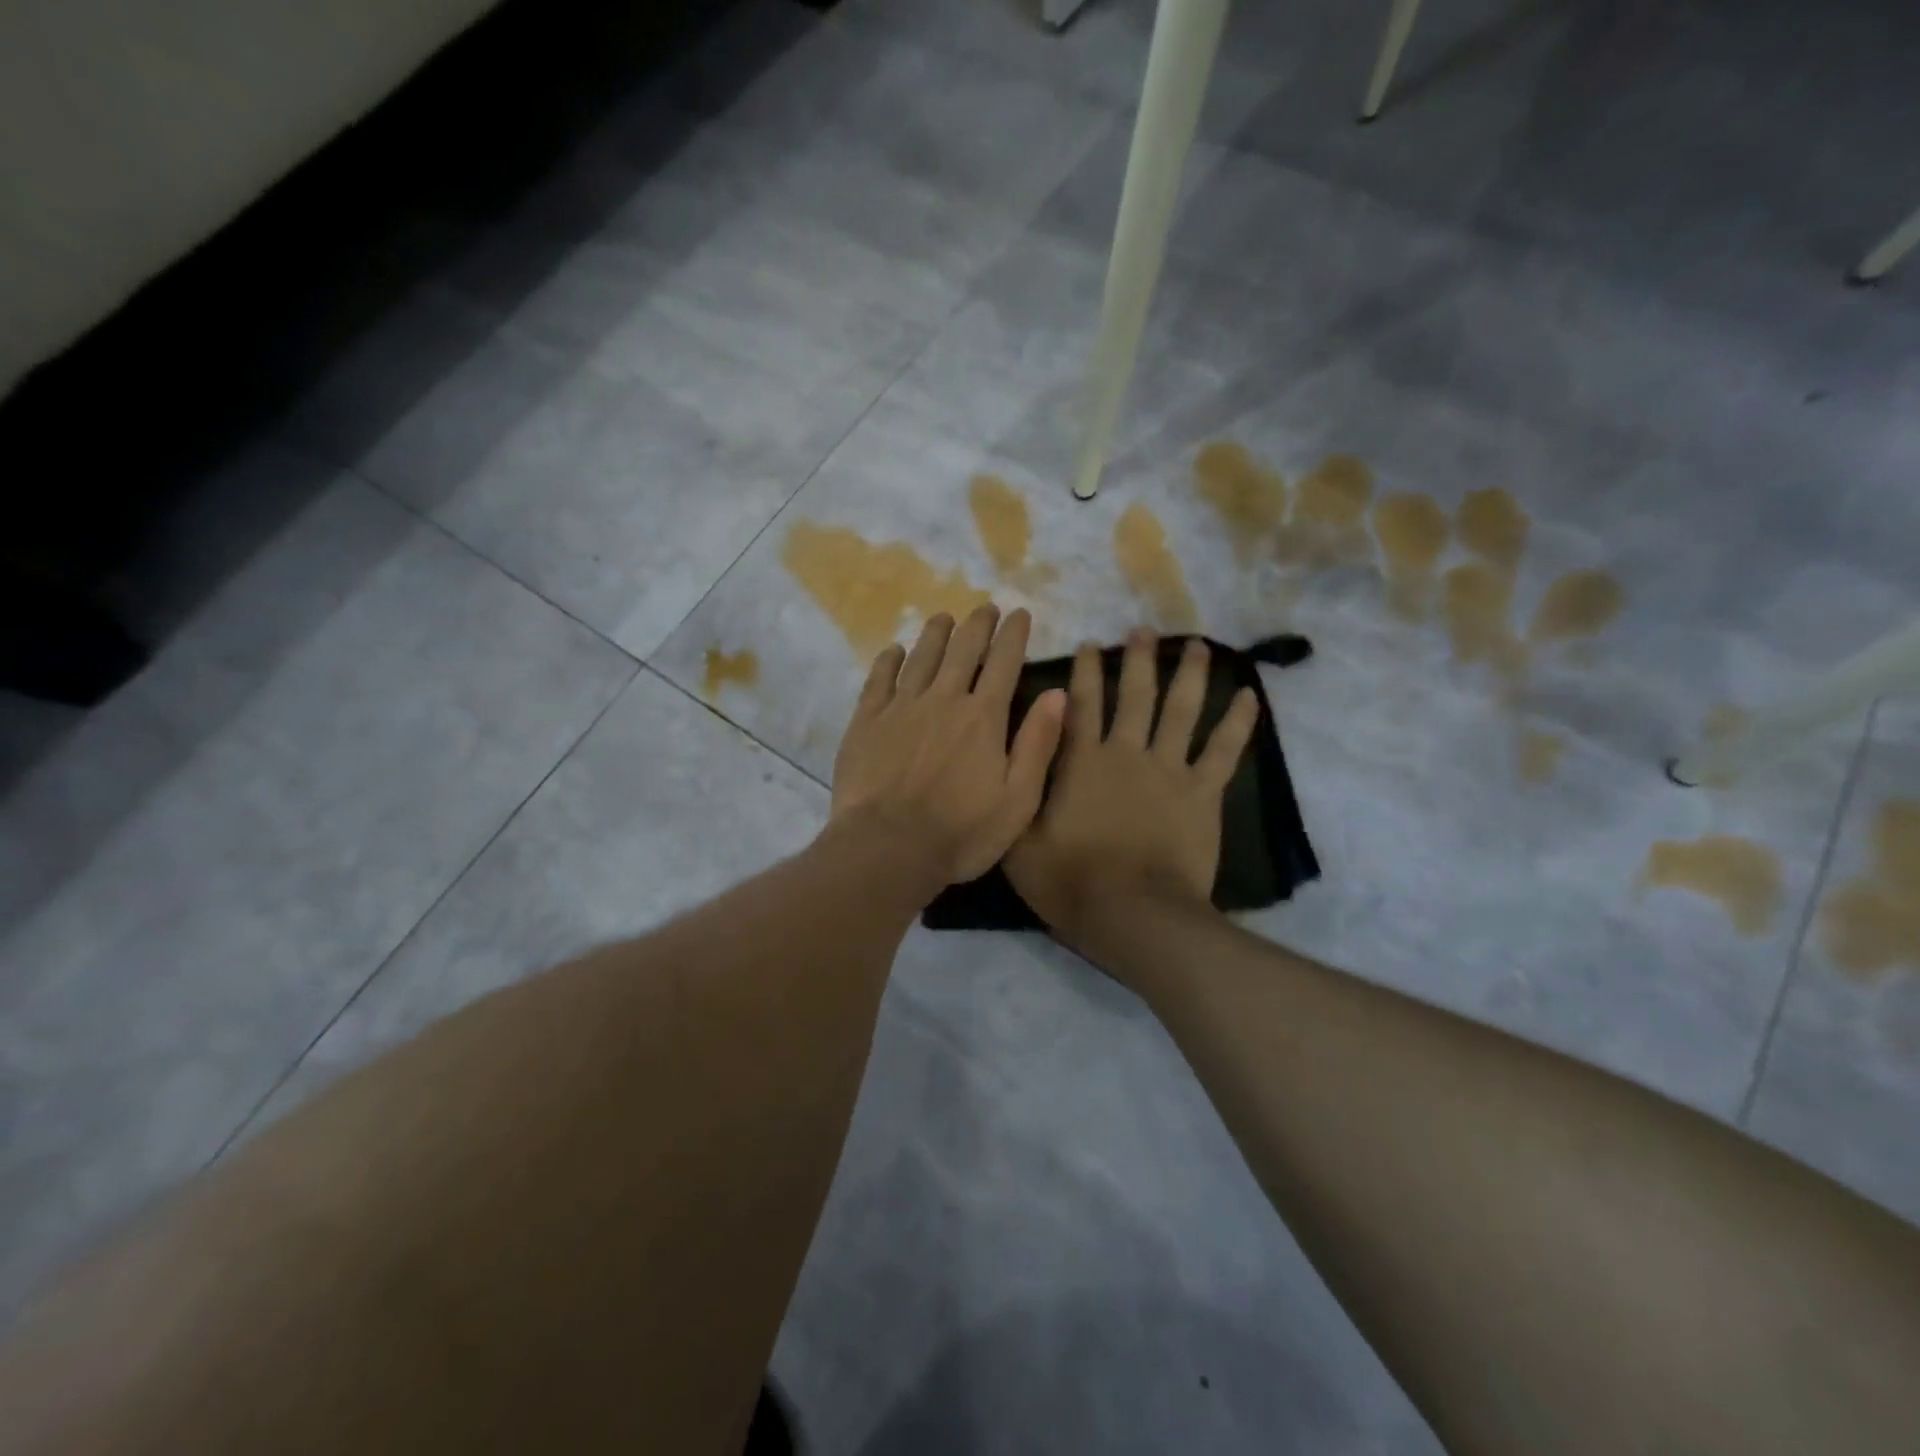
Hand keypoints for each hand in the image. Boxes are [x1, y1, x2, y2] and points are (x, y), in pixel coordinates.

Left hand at [831, 606, 1066, 887]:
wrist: (887, 849)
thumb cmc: (961, 832)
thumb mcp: (1018, 799)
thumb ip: (1038, 744)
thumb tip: (1058, 693)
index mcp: (983, 718)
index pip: (1004, 662)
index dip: (1014, 635)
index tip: (1019, 613)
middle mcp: (943, 700)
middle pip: (963, 650)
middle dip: (977, 625)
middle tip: (985, 608)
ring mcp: (900, 708)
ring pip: (921, 657)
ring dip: (935, 634)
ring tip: (943, 618)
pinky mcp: (866, 722)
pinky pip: (878, 680)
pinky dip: (889, 660)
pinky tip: (894, 651)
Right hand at [1005, 630, 1257, 948]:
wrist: (1132, 914)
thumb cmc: (1070, 881)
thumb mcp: (1018, 838)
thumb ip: (1019, 790)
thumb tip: (1019, 747)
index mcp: (1081, 761)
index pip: (1081, 704)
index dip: (1085, 671)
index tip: (1090, 644)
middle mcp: (1126, 753)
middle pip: (1135, 695)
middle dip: (1137, 660)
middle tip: (1143, 631)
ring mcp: (1169, 770)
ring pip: (1182, 710)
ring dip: (1189, 674)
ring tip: (1196, 645)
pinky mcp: (1203, 793)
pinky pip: (1224, 751)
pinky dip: (1238, 722)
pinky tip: (1249, 695)